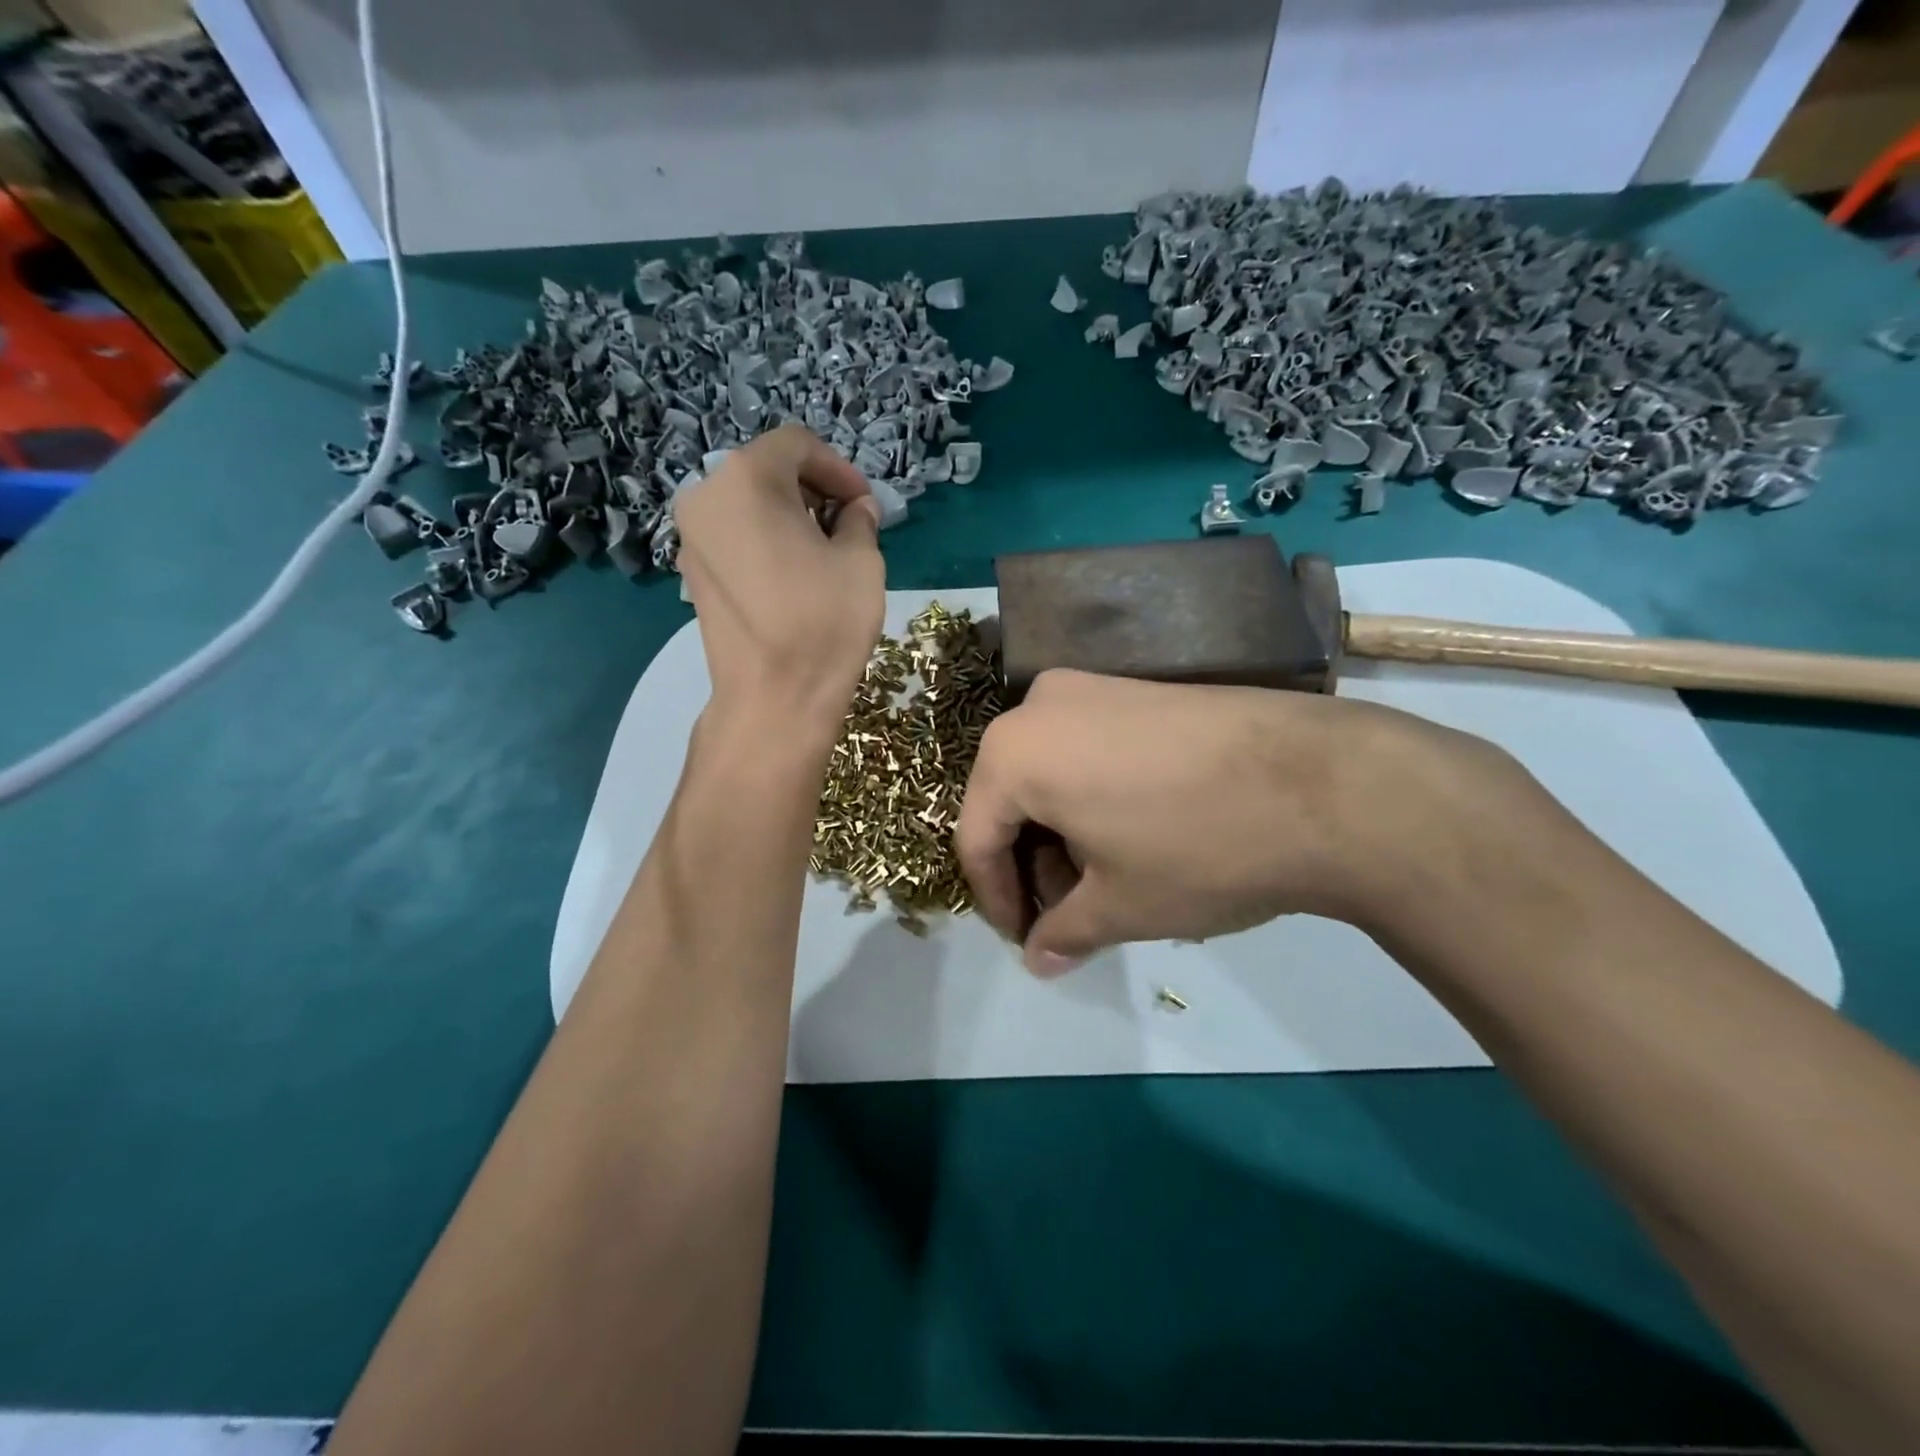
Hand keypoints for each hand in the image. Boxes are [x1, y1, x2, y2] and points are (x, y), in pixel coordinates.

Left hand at [675, 425, 884, 739]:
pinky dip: (764, 539)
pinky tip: (793, 575)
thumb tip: (854, 509)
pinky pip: (733, 536)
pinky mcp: (691, 573)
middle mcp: (706, 496)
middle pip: (766, 470)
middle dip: (813, 491)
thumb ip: (859, 520)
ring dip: (789, 516)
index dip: (839, 469)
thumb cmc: (823, 623)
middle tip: (849, 526)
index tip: (866, 504)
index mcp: (746, 479)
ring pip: (747, 504)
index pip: (797, 445)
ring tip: (824, 553)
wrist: (773, 699)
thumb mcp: (861, 561)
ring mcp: (691, 537)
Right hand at [955, 669, 1545, 974]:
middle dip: (1032, 864)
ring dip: (1062, 831)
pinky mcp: (1139, 688)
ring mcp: (1093, 687)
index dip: (995, 899)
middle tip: (1065, 915)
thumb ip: (1064, 933)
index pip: (977, 838)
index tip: (1023, 940)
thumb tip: (1039, 961)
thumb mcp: (1120, 906)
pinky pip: (1088, 747)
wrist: (1324, 782)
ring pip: (1050, 771)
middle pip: (1011, 799)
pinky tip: (1132, 833)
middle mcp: (1040, 705)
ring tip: (1103, 880)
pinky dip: (1091, 795)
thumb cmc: (1196, 848)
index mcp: (1013, 753)